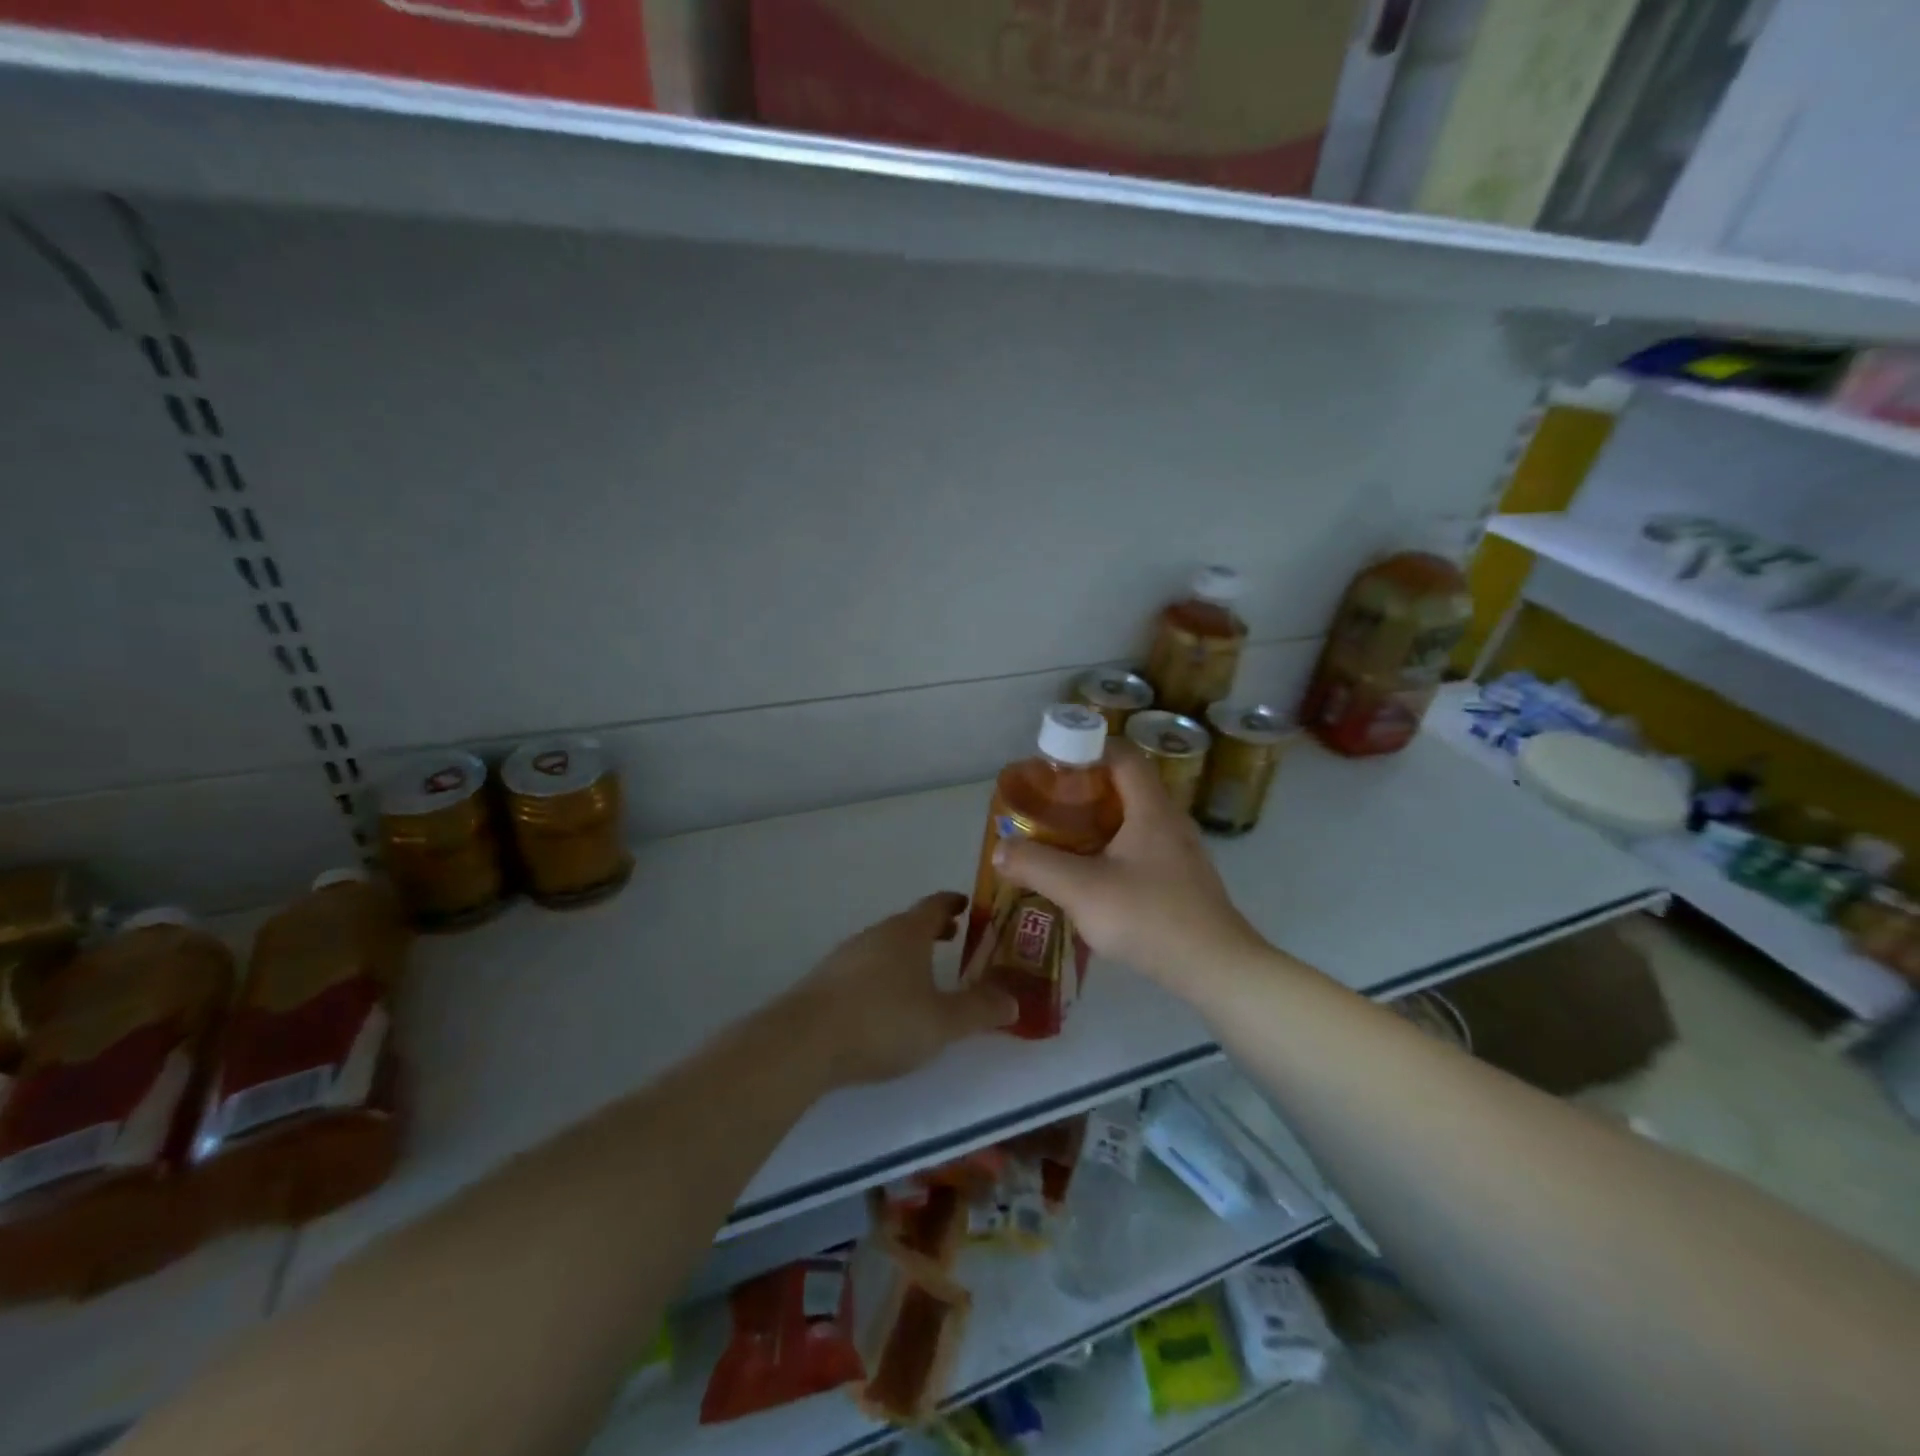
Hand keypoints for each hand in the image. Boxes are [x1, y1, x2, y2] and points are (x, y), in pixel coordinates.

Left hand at [787, 892, 1016, 1086]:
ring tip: (922, 973)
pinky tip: (884, 1001)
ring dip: (907, 952)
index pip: (935, 905)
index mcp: (907, 933)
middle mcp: (876, 935)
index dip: (953, 903)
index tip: (967, 904)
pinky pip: (864, 966)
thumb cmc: (883, 1021)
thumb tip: (1013, 1001)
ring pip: (884, 945)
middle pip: (908, 924)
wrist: (804, 1041)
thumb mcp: (942, 1022)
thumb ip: (980, 1011)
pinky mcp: (825, 980)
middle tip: (953, 938)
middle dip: (932, 930)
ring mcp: (846, 955)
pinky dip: (883, 972)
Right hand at [995, 745, 1268, 993]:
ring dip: (1099, 823)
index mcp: (1151, 809)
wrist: (1215, 969)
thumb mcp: (1081, 890)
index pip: (1123, 755)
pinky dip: (1114, 850)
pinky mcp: (1183, 881)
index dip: (1088, 749)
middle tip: (1049, 805)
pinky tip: (1093, 878)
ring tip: (1063, 840)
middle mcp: (1170, 821)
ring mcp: (1181, 853)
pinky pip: (1143, 849)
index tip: (1053, 766)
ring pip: (1135, 821)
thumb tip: (1000, 848)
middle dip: (1086, 789)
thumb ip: (1036, 865)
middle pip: (1127, 787)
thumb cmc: (1149, 917)